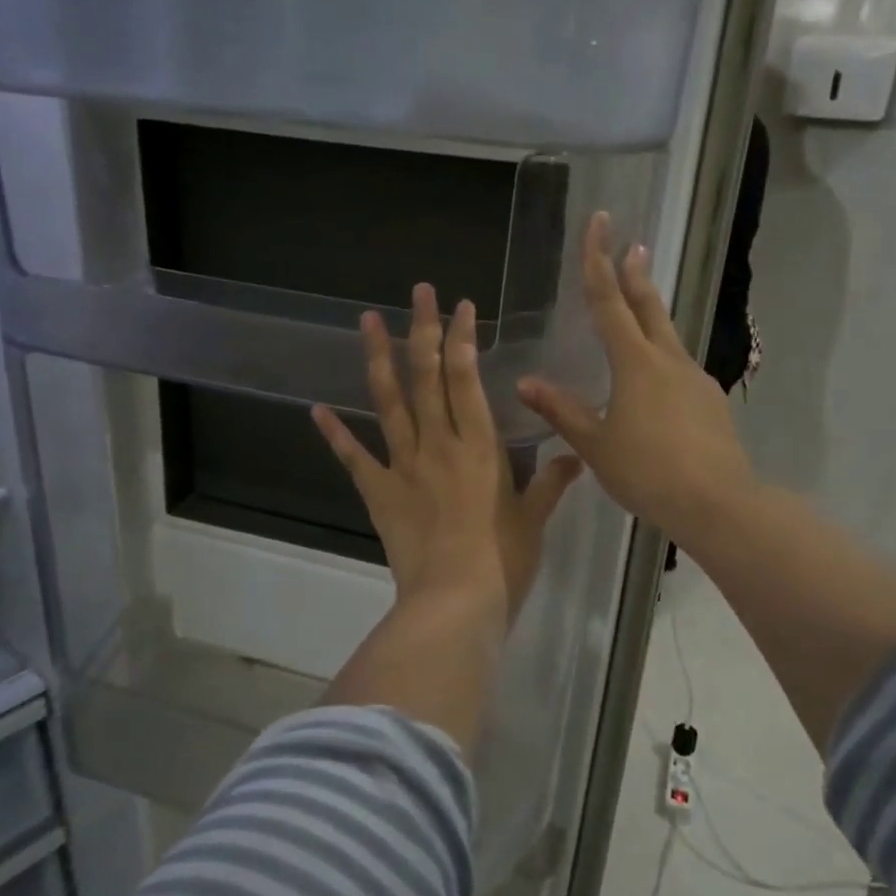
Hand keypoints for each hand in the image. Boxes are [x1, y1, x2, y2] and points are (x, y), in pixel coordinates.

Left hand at [312, 284, 580, 622]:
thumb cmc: (503, 562)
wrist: (454, 603)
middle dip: (424, 330)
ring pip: (389, 403)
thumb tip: (576, 456)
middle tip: (418, 292)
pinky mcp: (379, 492)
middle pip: (427, 377)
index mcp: (479, 446)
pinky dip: (336, 434)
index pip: (468, 379)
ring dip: (378, 359)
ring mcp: (404, 466)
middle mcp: (439, 444)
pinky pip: (354, 458)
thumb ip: (551, 483)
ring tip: (368, 321)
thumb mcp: (534, 520)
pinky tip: (319, 409)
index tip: (461, 307)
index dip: (463, 339)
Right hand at [516, 212, 754, 544]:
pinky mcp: (711, 401)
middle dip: (635, 273)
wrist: (717, 502)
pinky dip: (662, 363)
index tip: (599, 222)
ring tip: (638, 315)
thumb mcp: (595, 444)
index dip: (597, 260)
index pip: (609, 300)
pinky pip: (680, 371)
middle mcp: (668, 360)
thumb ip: (561, 410)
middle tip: (632, 244)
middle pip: (648, 307)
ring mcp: (695, 379)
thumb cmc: (647, 470)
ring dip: (651, 317)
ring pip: (667, 338)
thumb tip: (525, 382)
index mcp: (634, 363)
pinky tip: (657, 387)